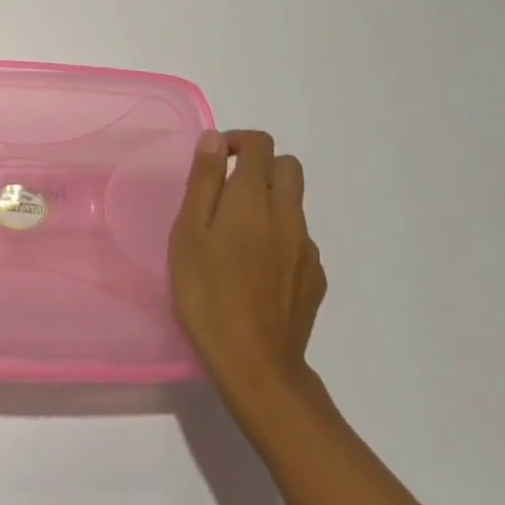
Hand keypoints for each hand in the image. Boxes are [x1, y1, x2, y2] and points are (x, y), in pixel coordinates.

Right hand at [169, 130, 326, 403]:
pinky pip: (299, 240)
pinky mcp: (315, 279)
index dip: (237, 141)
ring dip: (270, 203)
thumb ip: (204, 180)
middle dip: (261, 166)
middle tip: (228, 191)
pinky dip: (280, 238)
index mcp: (253, 198)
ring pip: (295, 204)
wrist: (254, 365)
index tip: (214, 161)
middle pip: (288, 167)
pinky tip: (256, 269)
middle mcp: (287, 214)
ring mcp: (306, 248)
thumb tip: (215, 139)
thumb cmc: (207, 292)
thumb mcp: (189, 231)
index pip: (260, 144)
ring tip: (237, 236)